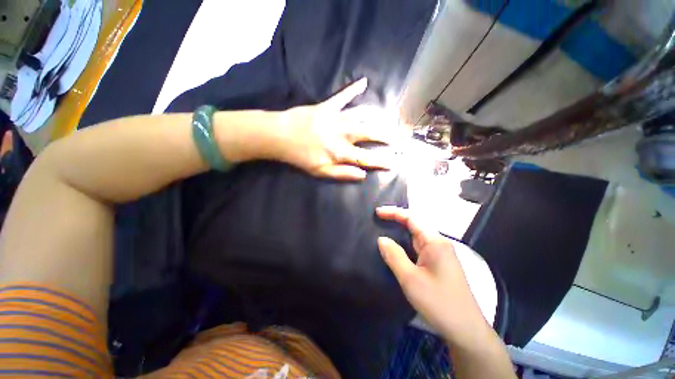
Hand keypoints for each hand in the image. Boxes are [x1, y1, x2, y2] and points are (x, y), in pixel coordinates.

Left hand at [272, 78, 396, 179]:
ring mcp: (336, 118)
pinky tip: (364, 81)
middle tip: (400, 137)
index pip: (366, 159)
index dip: (381, 161)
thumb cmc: (300, 157)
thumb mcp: (320, 171)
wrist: (280, 136)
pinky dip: (352, 89)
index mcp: (340, 152)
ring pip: (361, 117)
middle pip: (369, 135)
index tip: (395, 162)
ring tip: (390, 119)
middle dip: (386, 136)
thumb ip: (342, 173)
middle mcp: (342, 135)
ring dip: (377, 118)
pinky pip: (342, 97)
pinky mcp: (327, 106)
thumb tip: (363, 174)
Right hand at [376, 206, 490, 344]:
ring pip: (417, 237)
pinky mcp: (438, 264)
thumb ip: (394, 255)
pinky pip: (419, 248)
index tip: (377, 212)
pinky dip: (405, 244)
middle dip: (396, 220)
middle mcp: (439, 244)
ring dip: (401, 232)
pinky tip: (397, 248)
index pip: (412, 218)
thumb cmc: (438, 302)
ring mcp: (440, 254)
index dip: (394, 212)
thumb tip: (381, 239)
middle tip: (377, 220)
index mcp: (434, 242)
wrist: (465, 330)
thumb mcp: (410, 278)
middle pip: (415, 225)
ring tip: (383, 230)